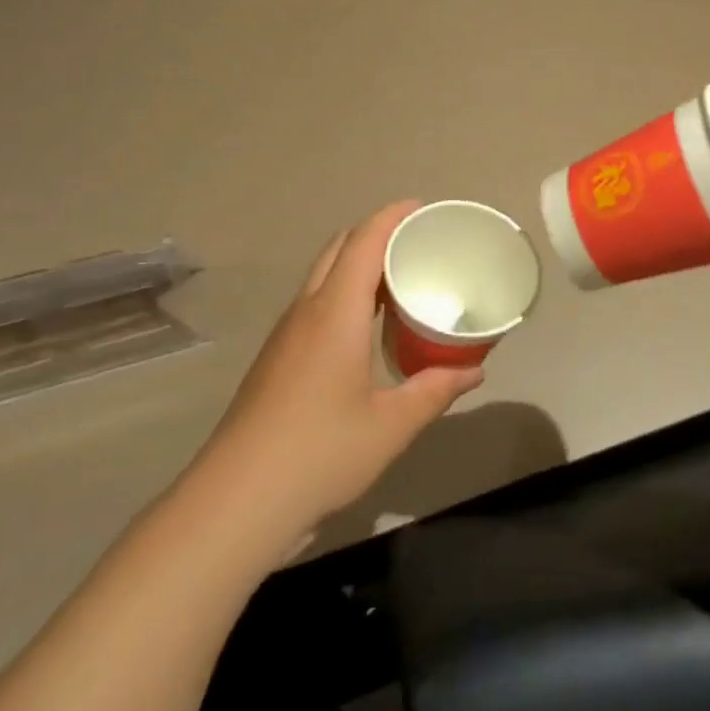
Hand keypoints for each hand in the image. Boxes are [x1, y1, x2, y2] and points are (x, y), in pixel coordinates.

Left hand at [191, 202, 482, 544]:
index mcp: (335, 312)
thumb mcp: (390, 426)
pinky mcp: (276, 357)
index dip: (392, 216)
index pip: (364, 241)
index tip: (422, 208)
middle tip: (417, 245)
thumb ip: (435, 391)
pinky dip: (342, 291)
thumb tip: (474, 370)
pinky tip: (364, 326)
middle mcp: (306, 310)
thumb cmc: (320, 453)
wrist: (235, 502)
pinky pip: (313, 302)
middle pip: (339, 248)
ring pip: (322, 274)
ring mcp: (285, 333)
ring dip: (356, 262)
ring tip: (397, 279)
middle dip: (376, 233)